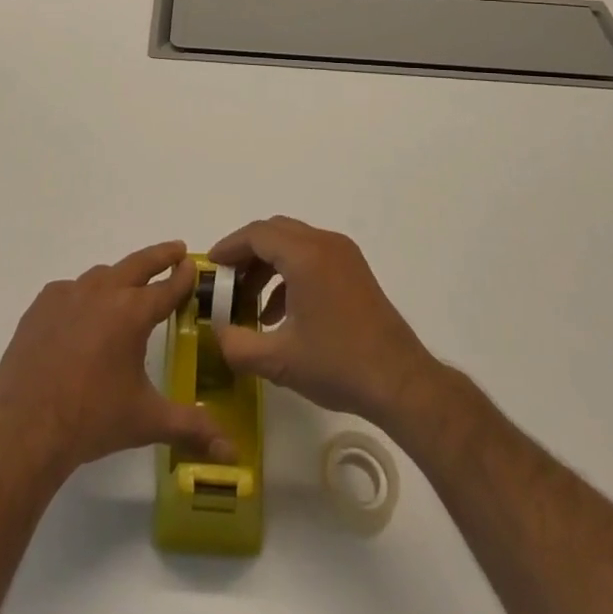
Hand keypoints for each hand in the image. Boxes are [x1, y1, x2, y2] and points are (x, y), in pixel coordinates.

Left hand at [0, 241, 233, 476]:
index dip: (183, 277)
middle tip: (175, 250)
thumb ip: (191, 428)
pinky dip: (83, 294)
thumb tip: (233, 451)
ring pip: (102, 275)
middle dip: (160, 256)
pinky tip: (83, 313)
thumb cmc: (92, 419)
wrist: (25, 426)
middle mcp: (103, 292)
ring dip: (120, 276)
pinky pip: (70, 290)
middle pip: (138, 264)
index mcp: (132, 313)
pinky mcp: (41, 306)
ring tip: (128, 285)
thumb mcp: (147, 421)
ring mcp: (68, 295)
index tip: (193, 264)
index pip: (167, 288)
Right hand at [208, 217, 436, 428]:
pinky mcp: (355, 270)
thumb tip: (216, 333)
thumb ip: (237, 345)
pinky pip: (312, 256)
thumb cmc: (338, 364)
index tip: (212, 265)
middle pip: (275, 231)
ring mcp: (344, 255)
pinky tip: (281, 313)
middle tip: (227, 280)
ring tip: (250, 301)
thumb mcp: (279, 360)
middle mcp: (325, 243)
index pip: (257, 234)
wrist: (400, 382)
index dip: (230, 247)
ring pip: (294, 242)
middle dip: (247, 252)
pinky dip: (290, 272)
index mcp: (305, 255)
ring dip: (268, 264)